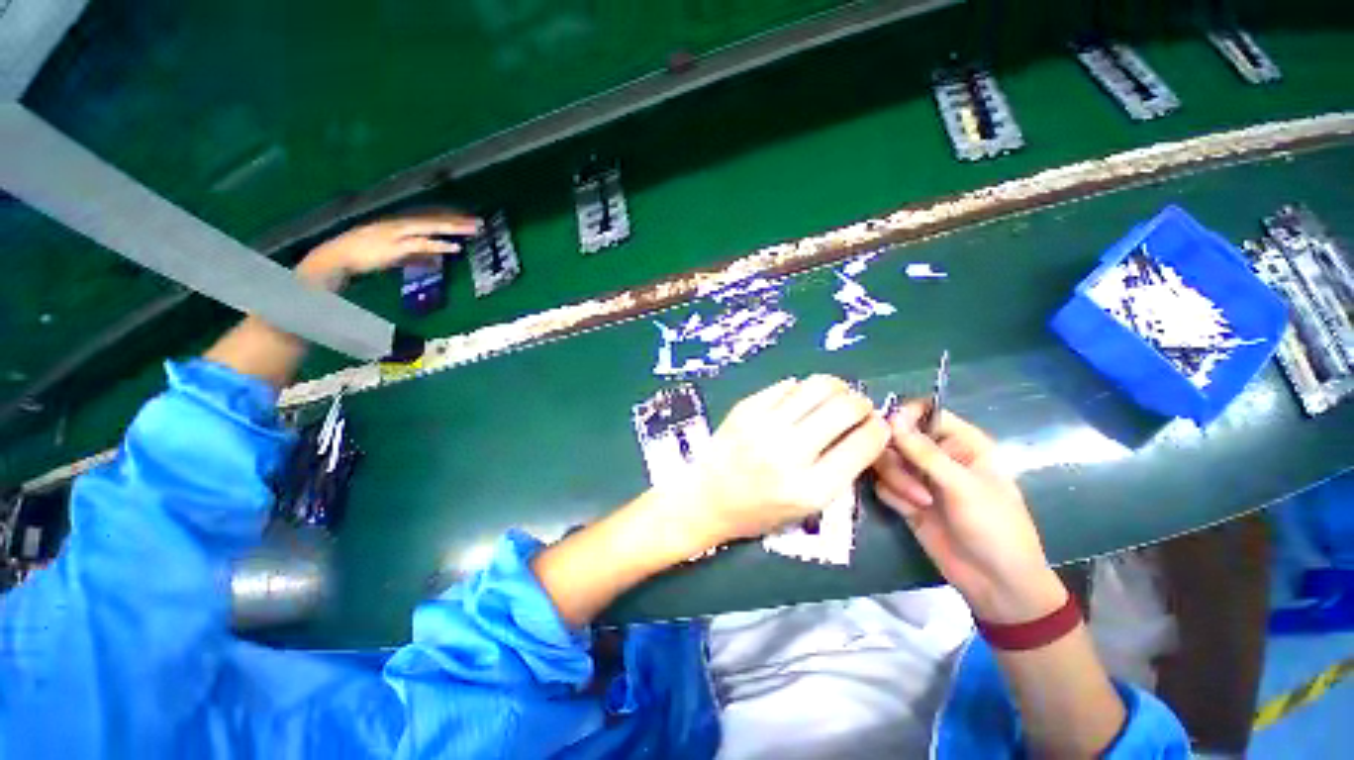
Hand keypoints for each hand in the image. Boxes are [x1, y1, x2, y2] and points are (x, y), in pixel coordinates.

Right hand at [297, 211, 481, 290]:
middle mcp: (399, 224)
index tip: (468, 218)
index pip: (429, 216)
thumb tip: (435, 260)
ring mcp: (397, 233)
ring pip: (430, 227)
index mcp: (399, 223)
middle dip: (457, 219)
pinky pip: (421, 244)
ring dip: (453, 227)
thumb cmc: (362, 255)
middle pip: (433, 218)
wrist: (335, 257)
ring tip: (473, 229)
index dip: (449, 216)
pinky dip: (438, 245)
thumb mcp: (395, 254)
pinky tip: (454, 247)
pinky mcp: (395, 246)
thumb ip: (417, 256)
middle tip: (479, 221)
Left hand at [670, 376, 890, 549]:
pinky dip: (802, 390)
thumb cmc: (758, 511)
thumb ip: (840, 470)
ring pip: (818, 385)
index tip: (877, 425)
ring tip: (833, 398)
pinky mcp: (745, 408)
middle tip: (857, 409)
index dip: (879, 429)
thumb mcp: (807, 508)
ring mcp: (763, 425)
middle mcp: (788, 452)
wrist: (706, 498)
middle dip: (861, 403)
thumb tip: (865, 428)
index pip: (864, 443)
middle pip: (845, 406)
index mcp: (810, 488)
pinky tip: (799, 402)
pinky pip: (787, 385)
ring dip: (836, 388)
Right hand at [873, 402, 1063, 622]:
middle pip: (896, 436)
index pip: (924, 412)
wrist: (993, 582)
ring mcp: (919, 477)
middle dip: (897, 457)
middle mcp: (936, 455)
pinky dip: (892, 495)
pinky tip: (909, 511)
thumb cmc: (994, 527)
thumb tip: (891, 418)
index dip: (904, 416)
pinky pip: (883, 483)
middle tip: (908, 477)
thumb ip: (924, 452)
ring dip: (896, 479)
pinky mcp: (905, 498)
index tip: (890, 430)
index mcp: (961, 443)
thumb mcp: (963, 486)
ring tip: (918, 502)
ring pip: (886, 460)